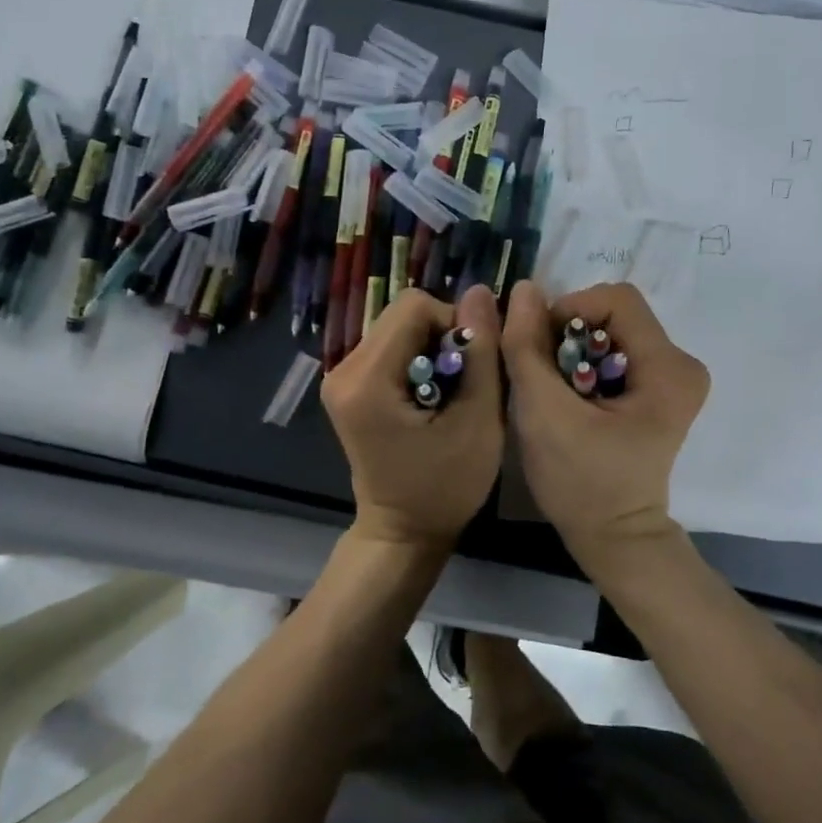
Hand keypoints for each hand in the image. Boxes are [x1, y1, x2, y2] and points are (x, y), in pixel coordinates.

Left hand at [321, 284, 504, 554]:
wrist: (402, 531)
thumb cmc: (445, 487)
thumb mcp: (478, 421)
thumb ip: (481, 352)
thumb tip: (480, 291)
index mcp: (366, 379)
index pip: (415, 307)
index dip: (455, 325)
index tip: (472, 367)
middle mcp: (342, 369)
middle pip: (403, 314)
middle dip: (443, 336)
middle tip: (464, 381)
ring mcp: (340, 376)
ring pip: (398, 327)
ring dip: (433, 348)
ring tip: (449, 392)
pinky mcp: (347, 385)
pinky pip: (390, 347)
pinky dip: (418, 360)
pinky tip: (431, 395)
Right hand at [500, 280, 708, 558]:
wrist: (613, 537)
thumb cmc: (581, 482)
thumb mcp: (542, 413)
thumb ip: (527, 347)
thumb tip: (523, 289)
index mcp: (668, 368)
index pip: (615, 299)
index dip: (569, 310)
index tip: (538, 346)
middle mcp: (682, 364)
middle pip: (614, 315)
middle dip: (568, 334)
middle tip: (541, 371)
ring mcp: (674, 378)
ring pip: (611, 332)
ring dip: (572, 350)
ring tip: (553, 388)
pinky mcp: (660, 391)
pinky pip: (616, 352)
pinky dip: (584, 364)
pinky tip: (570, 396)